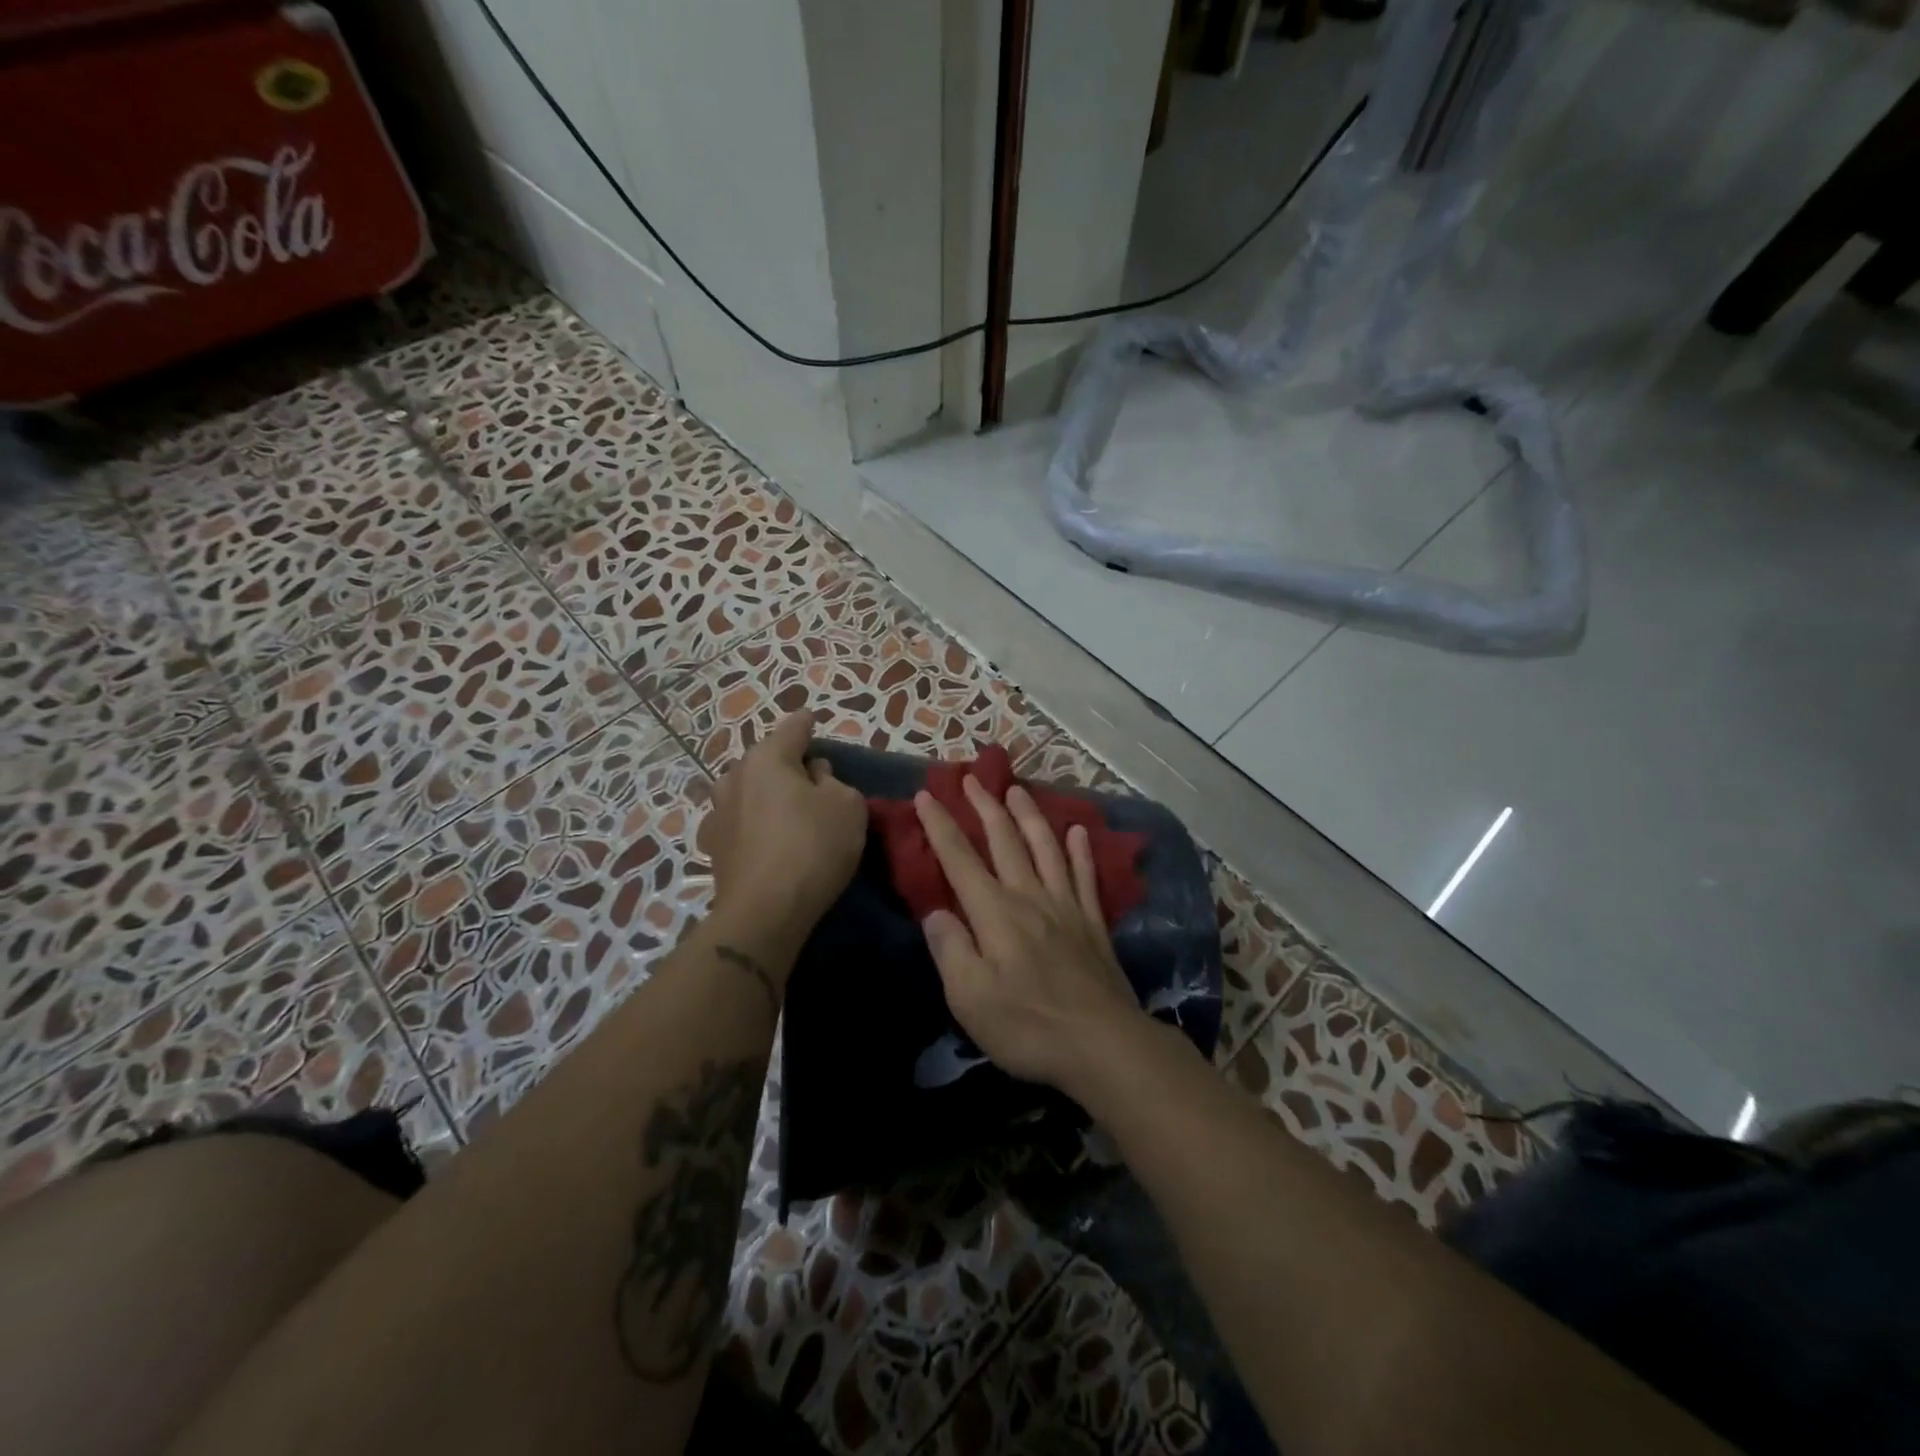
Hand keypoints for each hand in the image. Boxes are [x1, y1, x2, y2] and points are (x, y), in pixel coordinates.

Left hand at [700, 713, 867, 950]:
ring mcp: (718, 812)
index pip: (793, 728)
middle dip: (788, 764)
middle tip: (813, 779)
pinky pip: (742, 821)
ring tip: (790, 810)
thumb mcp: (847, 806)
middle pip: (767, 759)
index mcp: (767, 758)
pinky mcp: (714, 846)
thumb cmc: (813, 847)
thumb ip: (833, 781)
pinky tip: (771, 839)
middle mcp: (734, 776)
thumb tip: (813, 776)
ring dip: (768, 794)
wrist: (764, 912)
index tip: (813, 719)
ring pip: (750, 790)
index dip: (808, 723)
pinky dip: (757, 823)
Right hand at [913, 776, 1145, 1095]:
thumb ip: (950, 949)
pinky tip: (1078, 831)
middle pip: (1004, 840)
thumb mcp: (969, 998)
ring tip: (1017, 789)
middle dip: (984, 807)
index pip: (959, 858)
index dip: (940, 825)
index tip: (926, 794)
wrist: (1103, 1044)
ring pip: (1045, 847)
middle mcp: (1029, 896)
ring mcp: (1066, 906)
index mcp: (994, 913)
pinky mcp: (1093, 923)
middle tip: (972, 778)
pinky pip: (1085, 875)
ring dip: (1029, 815)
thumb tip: (935, 912)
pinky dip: (1080, 850)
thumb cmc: (1028, 1026)